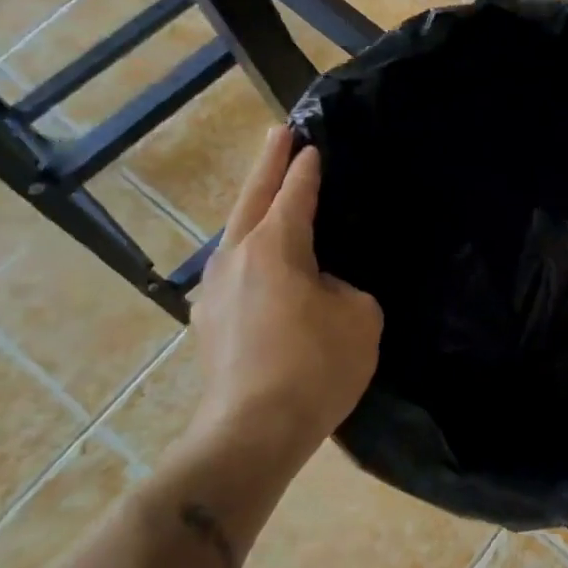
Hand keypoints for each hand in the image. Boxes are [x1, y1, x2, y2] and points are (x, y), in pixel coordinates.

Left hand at [184, 126, 382, 462]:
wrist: (251, 433)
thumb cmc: (315, 367)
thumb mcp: (360, 317)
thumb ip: (345, 288)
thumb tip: (323, 289)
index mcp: (275, 246)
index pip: (295, 192)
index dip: (307, 166)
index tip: (312, 142)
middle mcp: (237, 257)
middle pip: (251, 198)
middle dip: (268, 163)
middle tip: (279, 134)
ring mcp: (214, 290)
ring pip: (235, 234)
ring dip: (253, 208)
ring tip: (269, 196)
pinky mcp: (207, 322)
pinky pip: (232, 269)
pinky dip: (248, 251)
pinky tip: (259, 263)